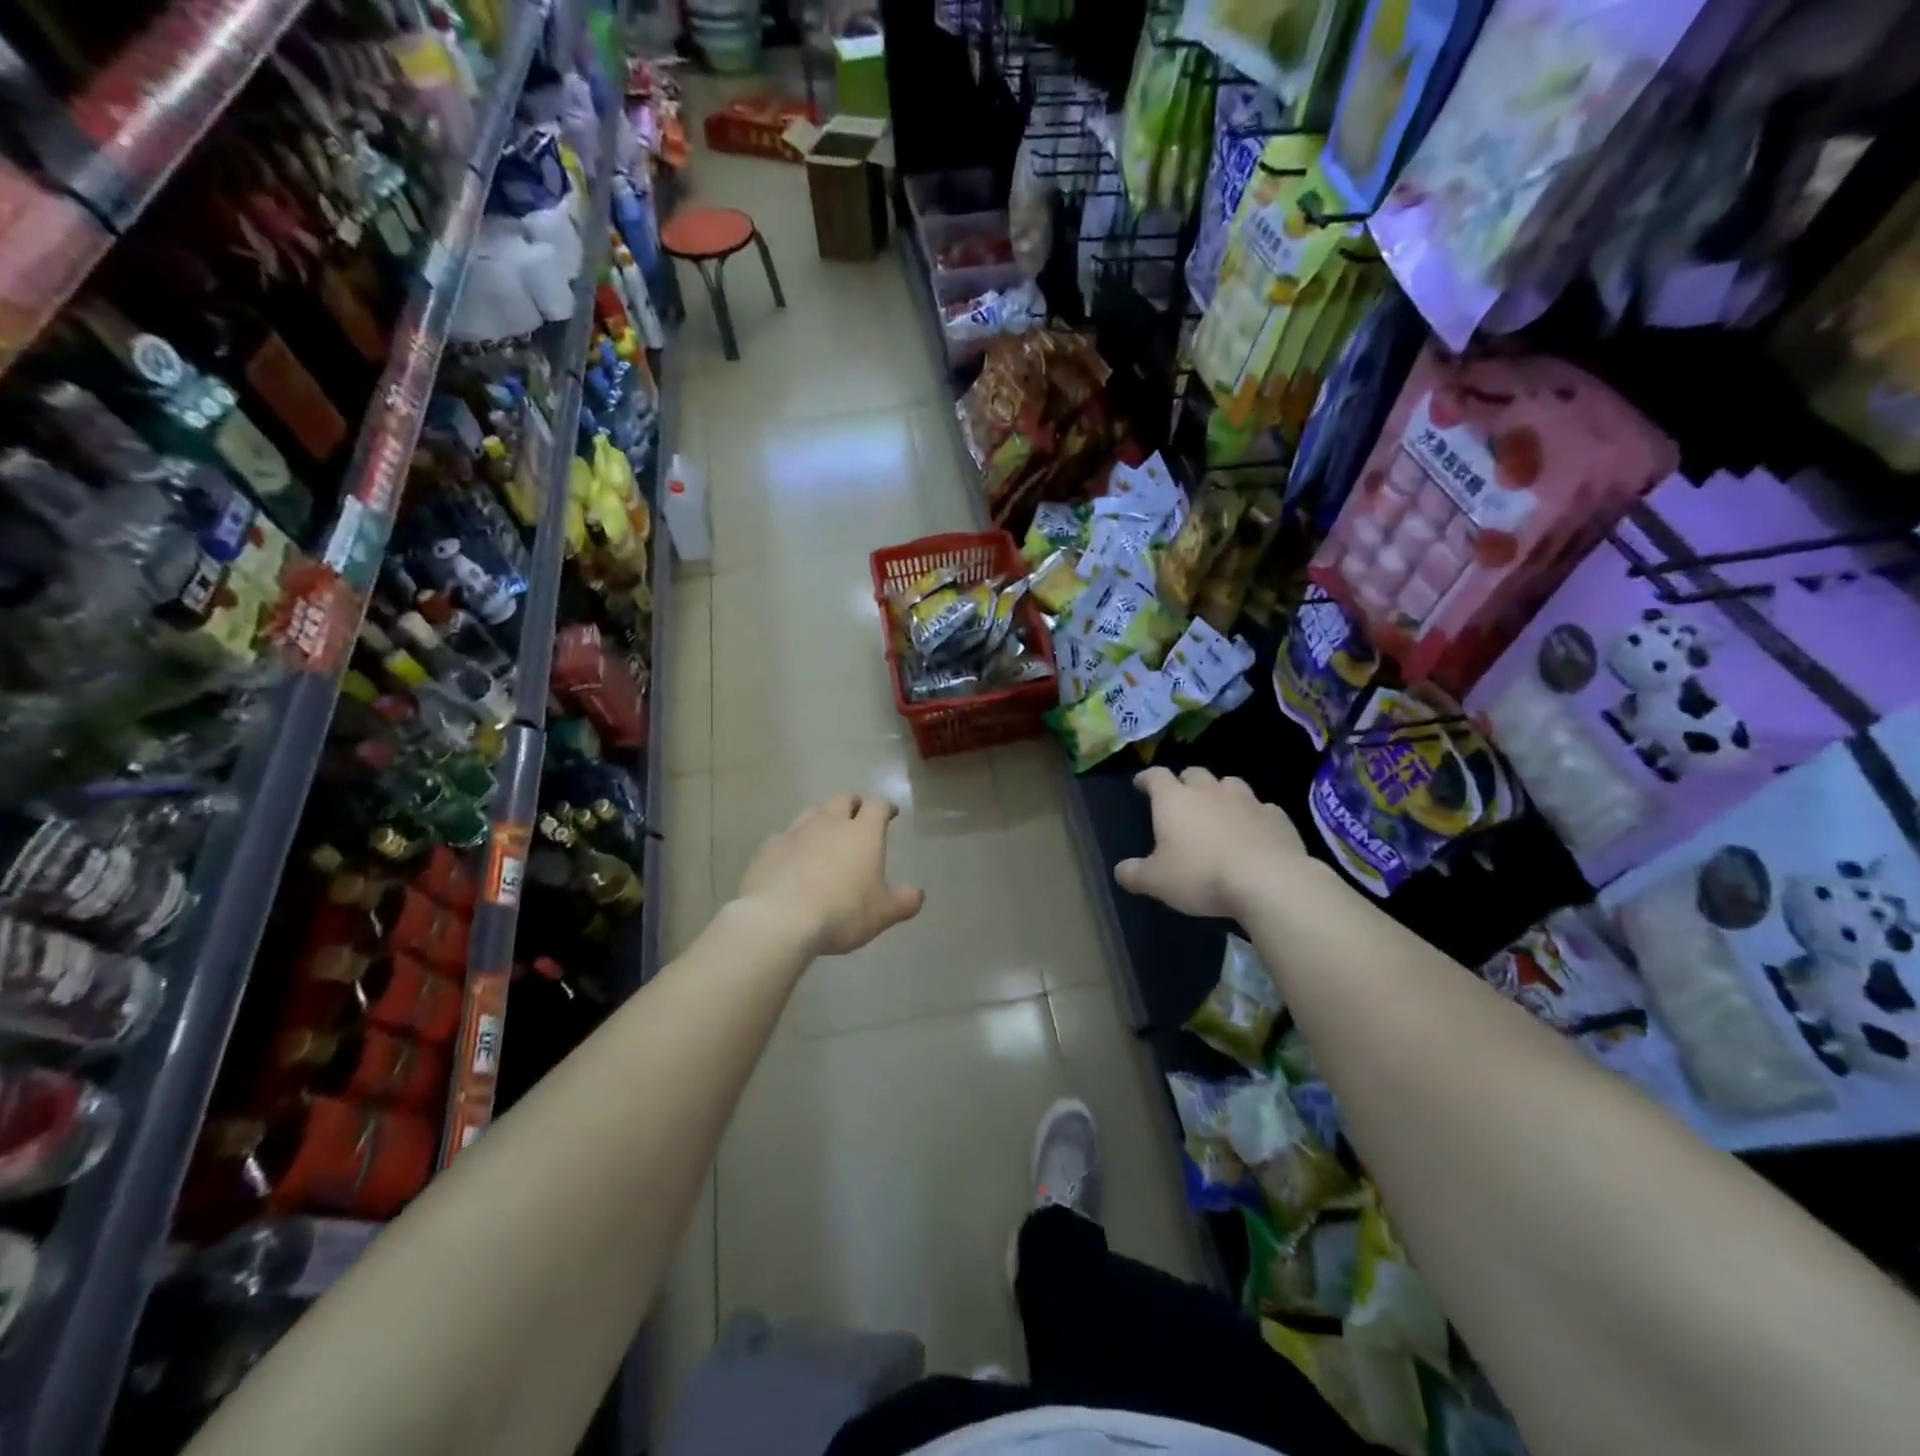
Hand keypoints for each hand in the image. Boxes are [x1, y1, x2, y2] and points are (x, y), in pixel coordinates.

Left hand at [736, 795, 925, 955]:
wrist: (780, 919)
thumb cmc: (842, 912)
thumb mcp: (883, 913)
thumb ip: (904, 902)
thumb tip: (917, 894)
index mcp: (863, 833)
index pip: (877, 806)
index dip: (885, 807)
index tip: (890, 813)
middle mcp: (830, 823)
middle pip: (843, 800)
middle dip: (853, 805)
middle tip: (857, 817)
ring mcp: (796, 832)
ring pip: (812, 812)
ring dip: (822, 819)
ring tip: (824, 835)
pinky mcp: (769, 848)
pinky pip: (785, 837)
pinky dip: (793, 843)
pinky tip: (792, 859)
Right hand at [1114, 767, 1307, 919]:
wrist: (1268, 880)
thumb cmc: (1201, 875)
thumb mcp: (1157, 882)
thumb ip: (1135, 874)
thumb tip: (1120, 871)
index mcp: (1174, 800)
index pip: (1155, 776)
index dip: (1146, 779)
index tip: (1141, 784)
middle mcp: (1209, 791)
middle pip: (1194, 773)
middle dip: (1185, 782)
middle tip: (1181, 799)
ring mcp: (1246, 800)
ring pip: (1230, 784)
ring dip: (1221, 793)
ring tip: (1219, 811)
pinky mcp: (1277, 816)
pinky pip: (1262, 808)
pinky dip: (1254, 815)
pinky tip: (1254, 831)